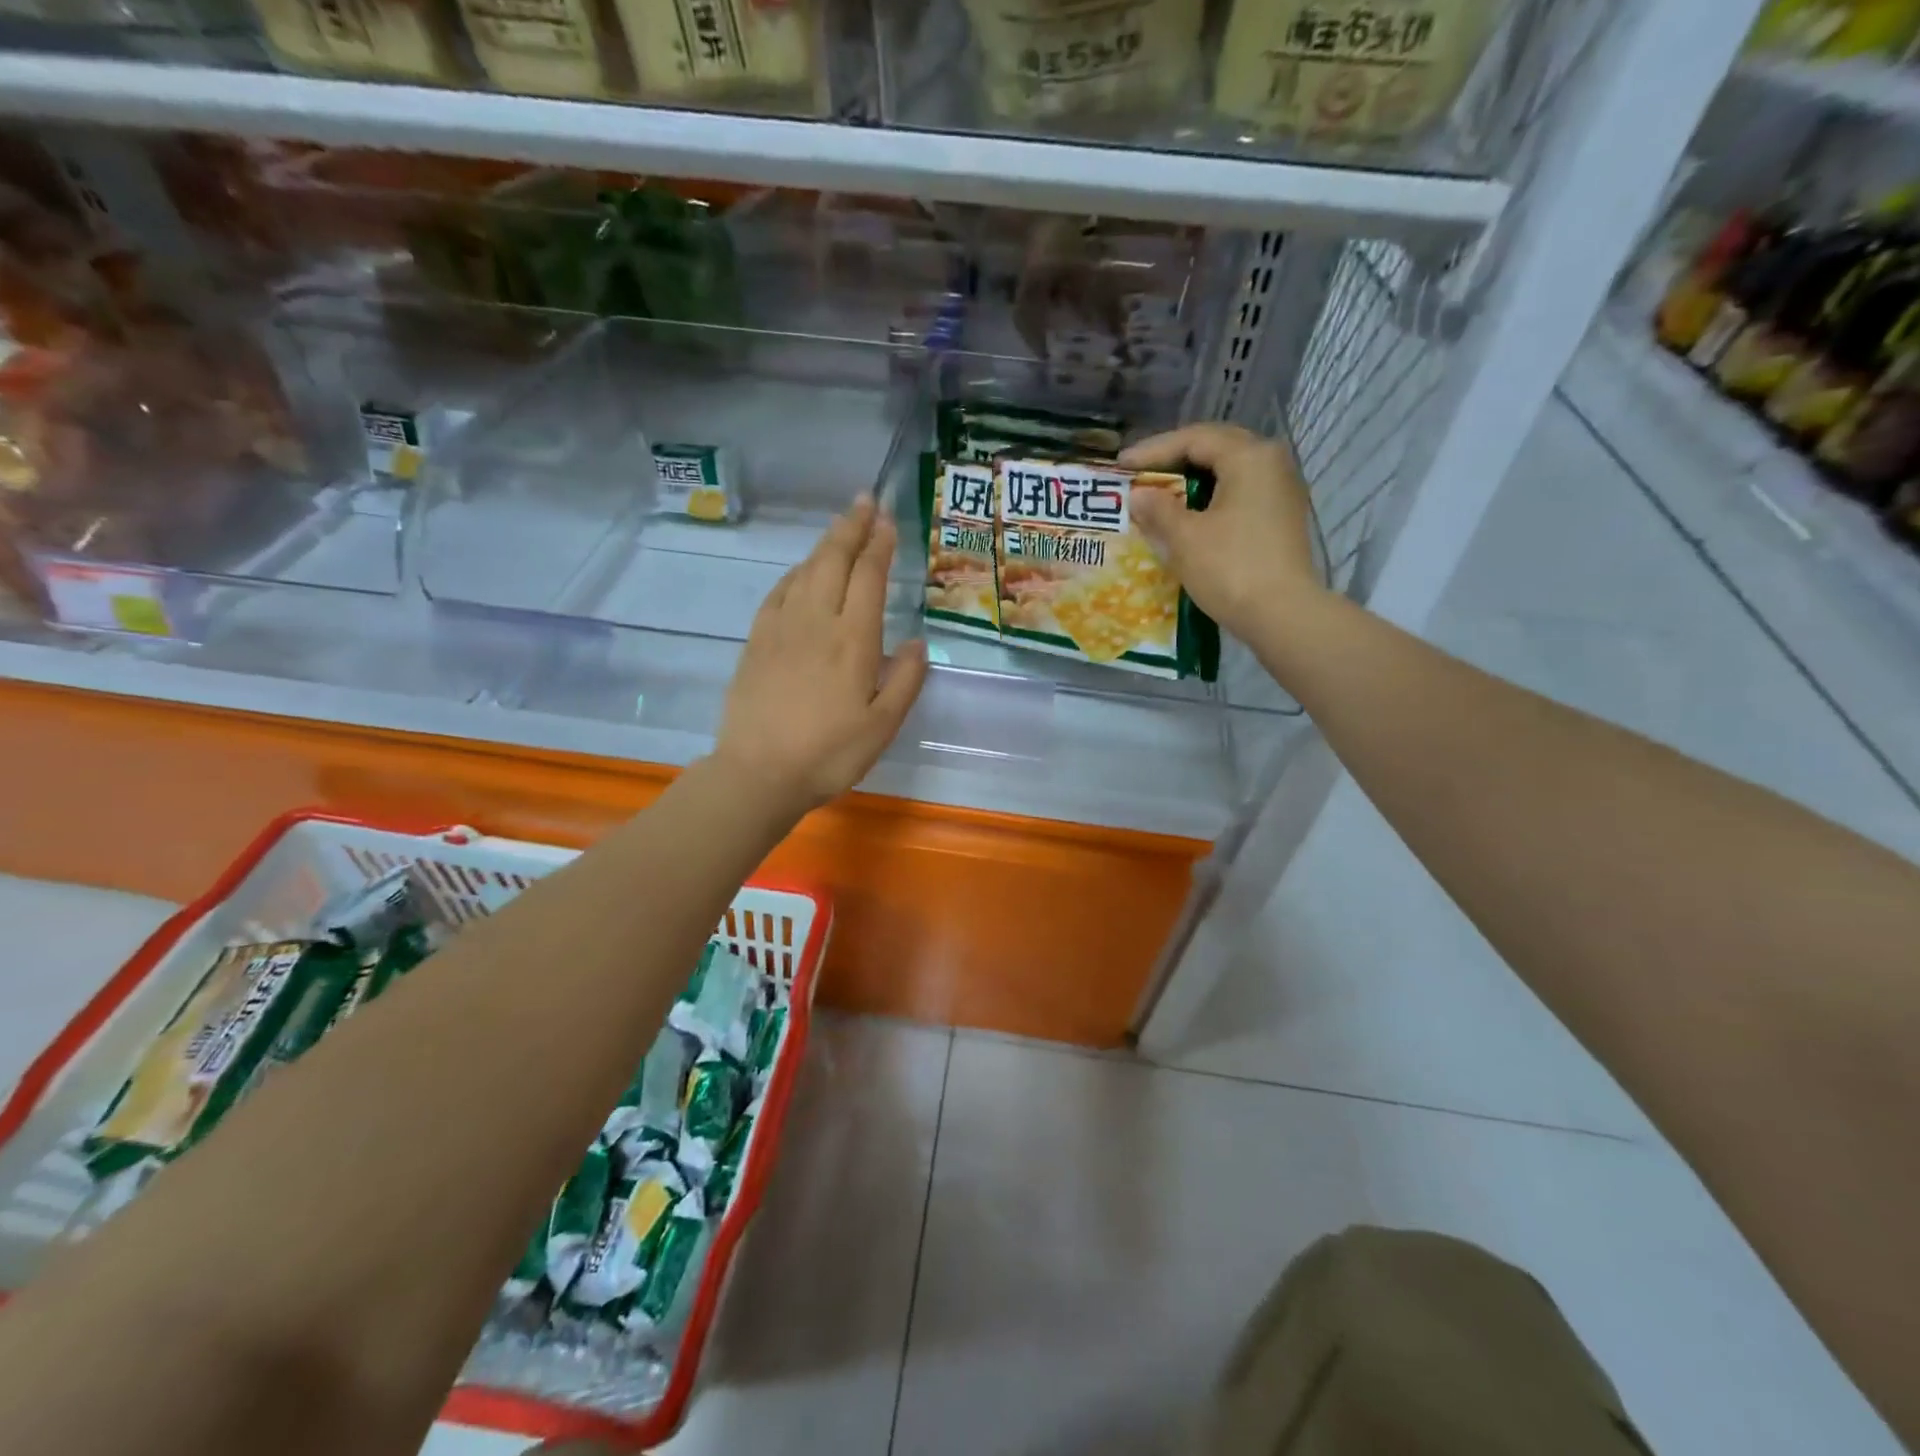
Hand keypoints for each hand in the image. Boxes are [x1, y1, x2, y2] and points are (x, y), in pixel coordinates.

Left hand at [715, 496, 927, 811]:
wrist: (758, 773)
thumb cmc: (829, 754)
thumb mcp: (882, 727)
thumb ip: (904, 681)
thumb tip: (917, 643)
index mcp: (853, 640)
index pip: (868, 577)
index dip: (879, 545)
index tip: (888, 520)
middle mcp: (817, 622)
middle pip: (833, 561)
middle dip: (851, 527)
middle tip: (864, 501)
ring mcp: (781, 628)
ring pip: (805, 571)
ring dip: (824, 544)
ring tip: (839, 528)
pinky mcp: (756, 641)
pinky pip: (778, 593)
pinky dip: (795, 573)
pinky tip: (801, 572)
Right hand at [1119, 424, 1323, 643]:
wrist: (1282, 614)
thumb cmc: (1230, 568)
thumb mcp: (1185, 537)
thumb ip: (1158, 509)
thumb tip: (1139, 495)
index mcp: (1249, 457)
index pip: (1194, 439)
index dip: (1153, 451)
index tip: (1121, 466)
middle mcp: (1271, 463)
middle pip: (1215, 448)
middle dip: (1174, 460)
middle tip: (1139, 474)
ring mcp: (1281, 490)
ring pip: (1229, 471)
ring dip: (1192, 480)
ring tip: (1159, 493)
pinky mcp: (1281, 517)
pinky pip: (1239, 493)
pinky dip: (1210, 498)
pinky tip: (1188, 515)